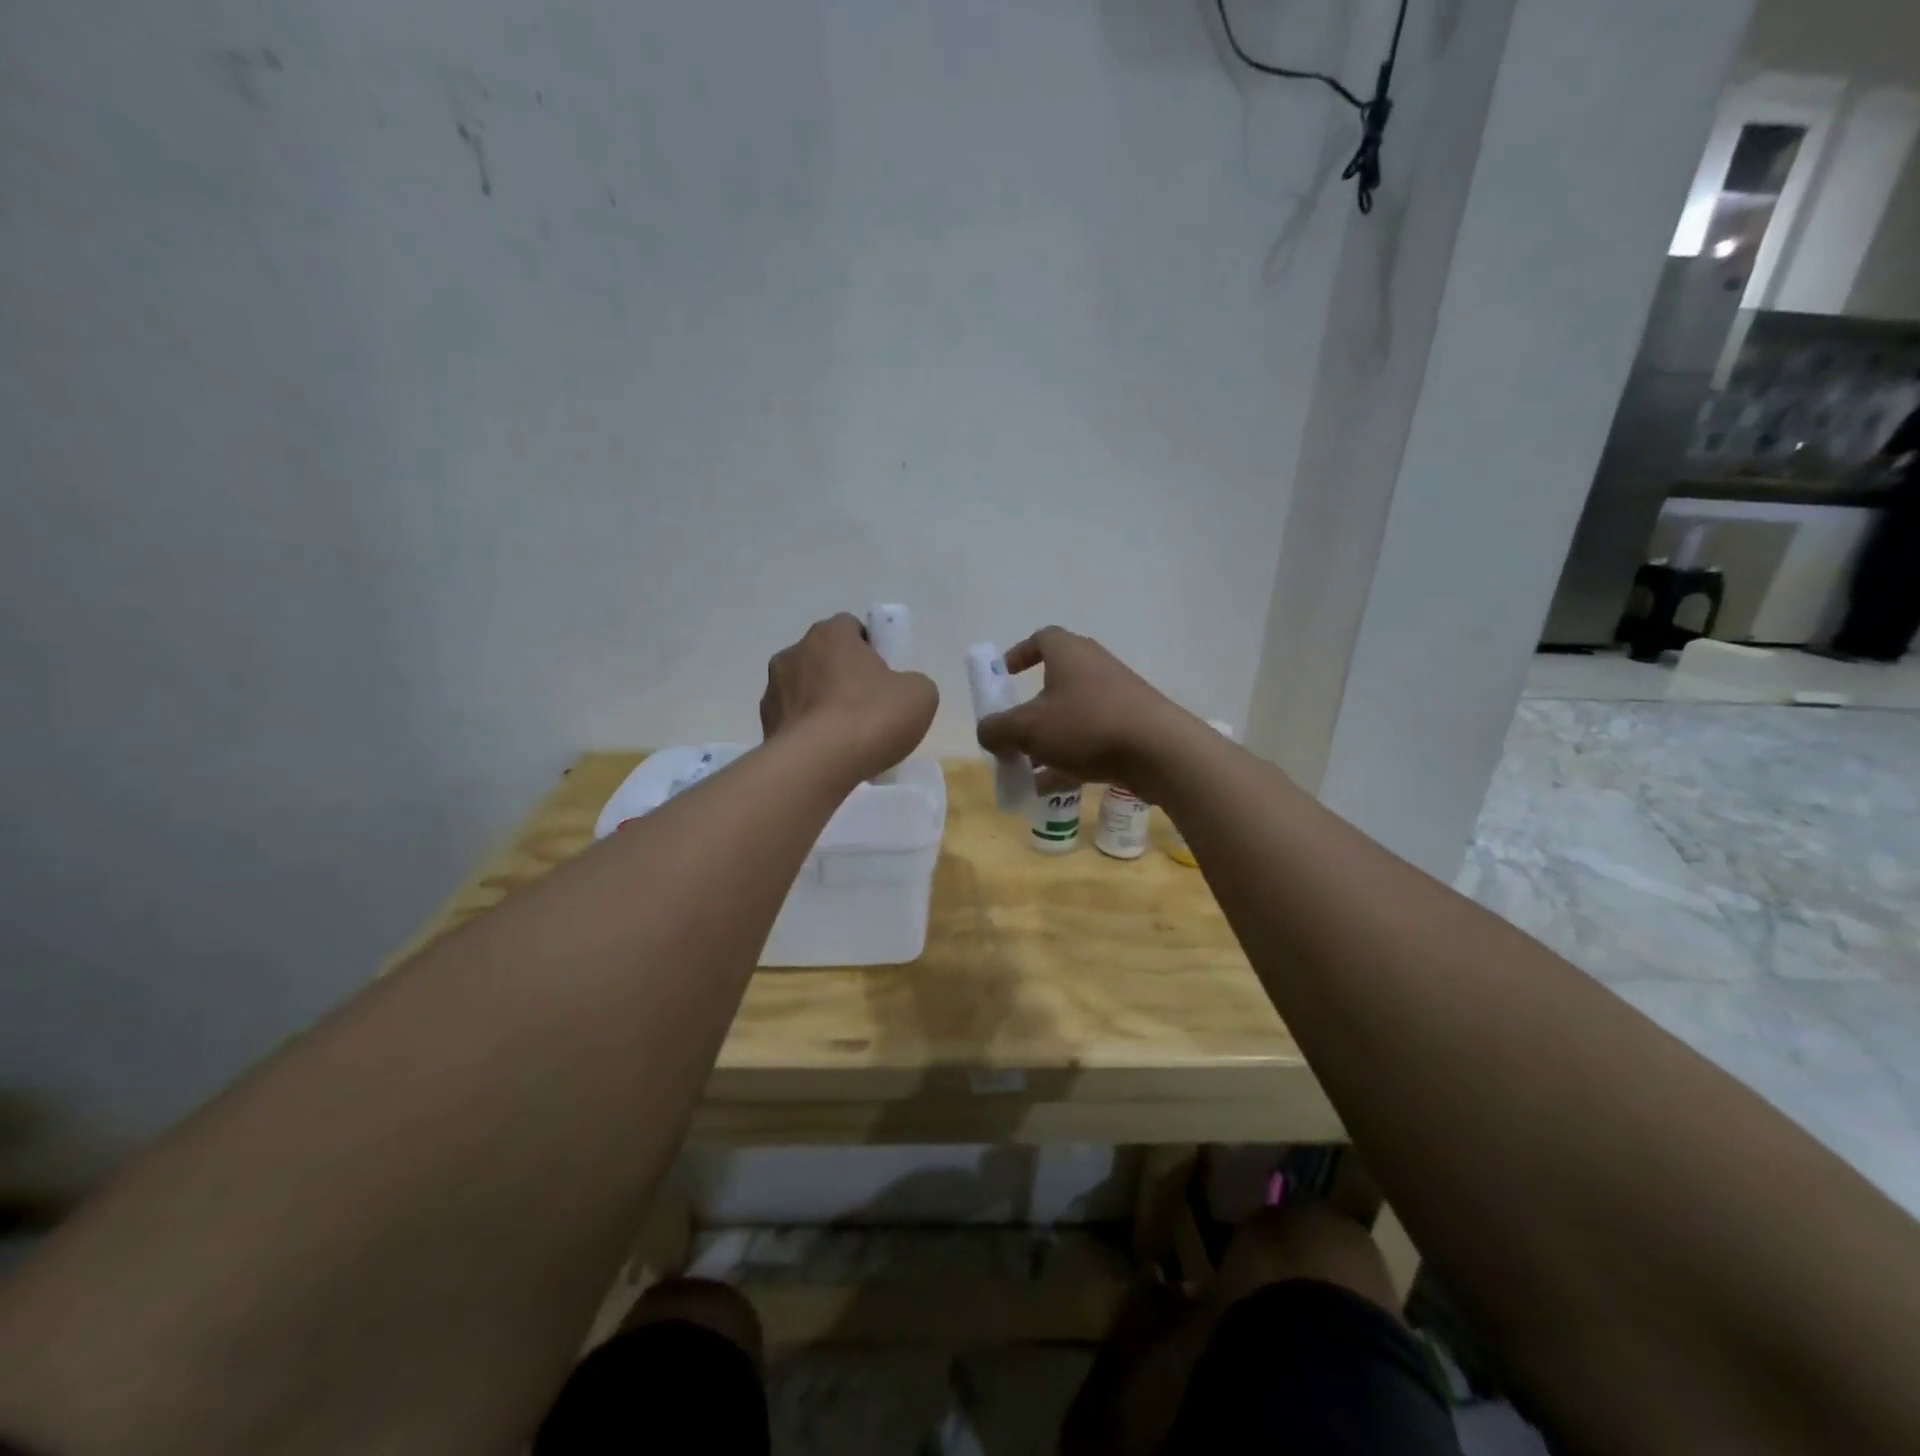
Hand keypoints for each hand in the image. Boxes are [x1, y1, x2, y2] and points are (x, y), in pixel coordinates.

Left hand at [760, 614, 937, 782]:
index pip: (851, 628)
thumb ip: (912, 682)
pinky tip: (825, 755)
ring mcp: (774, 688)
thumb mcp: (920, 695)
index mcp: (831, 634)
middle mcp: (795, 652)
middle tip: (867, 709)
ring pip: (804, 690)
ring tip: (844, 739)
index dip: (870, 650)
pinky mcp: (764, 723)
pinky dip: (806, 732)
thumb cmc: (871, 718)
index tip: (884, 678)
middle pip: (825, 658)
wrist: (817, 765)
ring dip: (821, 705)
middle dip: (842, 677)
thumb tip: (899, 690)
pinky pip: (792, 721)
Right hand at [975, 626, 1192, 794]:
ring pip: (1072, 717)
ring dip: (1047, 741)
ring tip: (1025, 770)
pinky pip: (1091, 740)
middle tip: (1011, 734)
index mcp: (1069, 653)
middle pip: (1054, 683)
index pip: (1042, 638)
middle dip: (1029, 711)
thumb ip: (997, 729)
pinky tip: (1050, 789)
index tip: (1003, 675)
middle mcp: (1094, 668)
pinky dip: (1069, 760)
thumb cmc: (1087, 726)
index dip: (1019, 654)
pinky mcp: (1133, 728)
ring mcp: (1117, 699)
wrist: (1160, 751)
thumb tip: (986, 732)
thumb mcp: (1028, 729)